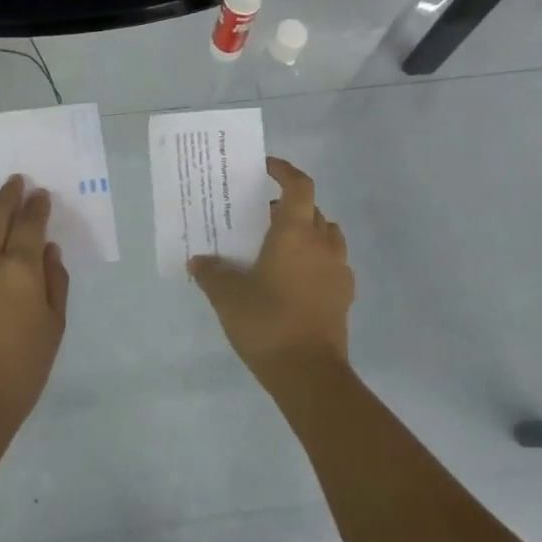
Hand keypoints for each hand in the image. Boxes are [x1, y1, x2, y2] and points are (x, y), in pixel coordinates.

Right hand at [189, 157, 352, 387]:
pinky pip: (332, 263)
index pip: (299, 186)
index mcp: (295, 233)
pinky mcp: (344, 296)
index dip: (284, 171)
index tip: (266, 167)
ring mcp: (338, 271)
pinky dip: (316, 259)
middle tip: (263, 215)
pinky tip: (294, 279)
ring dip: (307, 231)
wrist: (309, 373)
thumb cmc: (267, 321)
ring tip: (280, 246)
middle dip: (290, 206)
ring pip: (327, 235)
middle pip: (312, 209)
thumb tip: (197, 261)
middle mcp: (322, 244)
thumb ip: (211, 273)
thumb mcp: (227, 296)